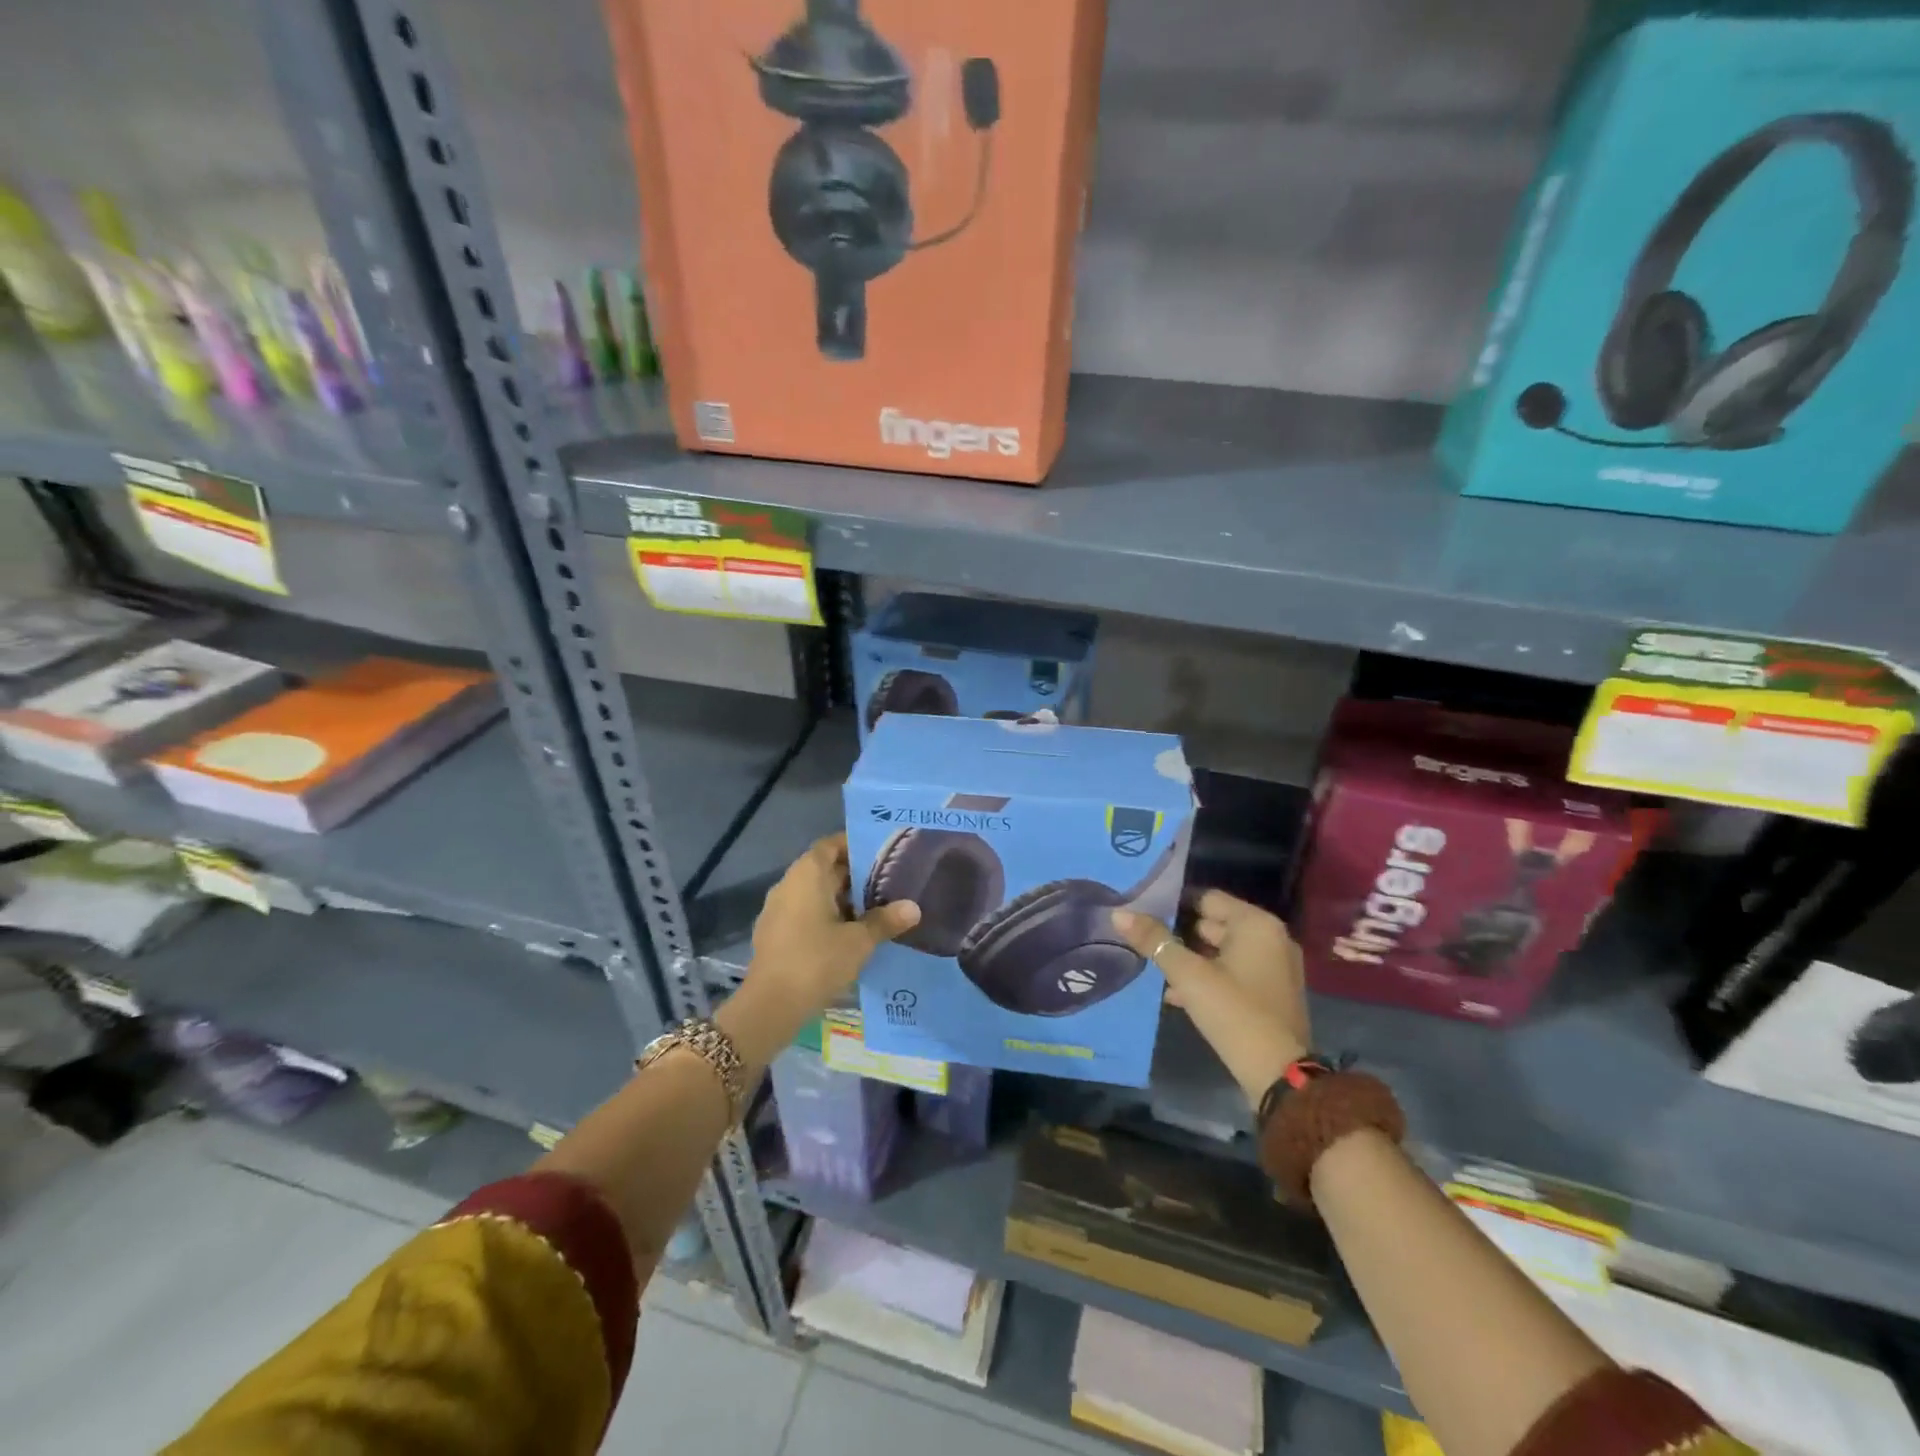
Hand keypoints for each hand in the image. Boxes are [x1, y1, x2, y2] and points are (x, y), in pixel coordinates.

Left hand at [745, 833, 920, 1019]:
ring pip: (815, 893)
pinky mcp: (775, 934)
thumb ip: (885, 921)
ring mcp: (778, 910)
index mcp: (807, 875)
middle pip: (824, 869)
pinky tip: (850, 934)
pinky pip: (805, 913)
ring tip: (876, 909)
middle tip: (888, 882)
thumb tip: (913, 907)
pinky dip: (827, 917)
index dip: (854, 845)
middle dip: (855, 876)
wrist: (770, 1006)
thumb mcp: (859, 941)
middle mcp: (789, 884)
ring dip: (842, 899)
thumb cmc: (817, 961)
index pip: (831, 845)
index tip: (881, 853)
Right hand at [1113, 890, 1310, 1106]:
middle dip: (1179, 934)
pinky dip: (1209, 978)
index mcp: (1256, 924)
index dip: (1173, 903)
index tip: (1143, 912)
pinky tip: (1178, 994)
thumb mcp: (1187, 974)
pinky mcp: (1272, 994)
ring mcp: (1276, 968)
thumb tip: (1118, 914)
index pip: (1206, 898)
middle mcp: (1271, 938)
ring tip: (1156, 969)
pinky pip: (1234, 973)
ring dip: (1191, 959)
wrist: (1278, 1075)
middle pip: (1214, 923)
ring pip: (1222, 951)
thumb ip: (1154, 941)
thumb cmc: (1233, 1011)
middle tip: (1144, 940)